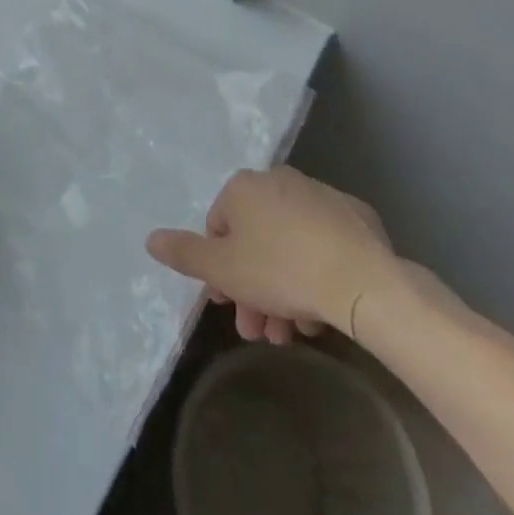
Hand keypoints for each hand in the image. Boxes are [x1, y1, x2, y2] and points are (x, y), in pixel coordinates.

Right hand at [146, 168, 405, 344]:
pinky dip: (317, 273)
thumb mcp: (223, 269)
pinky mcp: (355, 217)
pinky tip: (321, 311)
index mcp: (244, 187)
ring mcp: (320, 195)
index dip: (221, 271)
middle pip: (256, 240)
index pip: (219, 228)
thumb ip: (184, 254)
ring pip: (291, 246)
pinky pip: (324, 245)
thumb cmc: (281, 270)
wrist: (362, 280)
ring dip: (284, 290)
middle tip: (261, 332)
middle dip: (253, 289)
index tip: (230, 305)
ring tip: (293, 334)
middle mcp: (279, 180)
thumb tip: (151, 238)